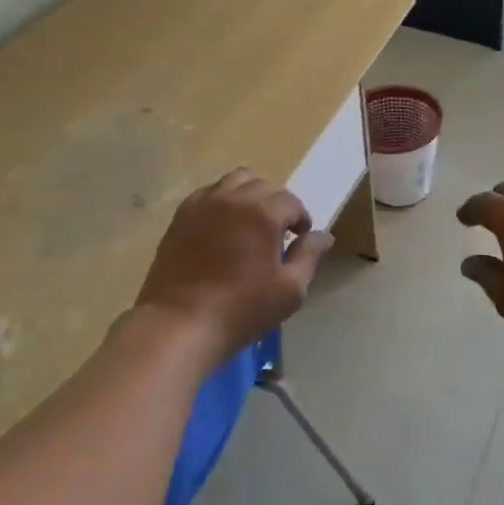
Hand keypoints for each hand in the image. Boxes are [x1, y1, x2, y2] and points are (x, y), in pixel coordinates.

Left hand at [136, 169, 332, 362]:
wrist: (180, 323)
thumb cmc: (241, 309)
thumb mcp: (290, 289)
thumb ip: (309, 256)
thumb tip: (323, 235)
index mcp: (264, 212)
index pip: (291, 202)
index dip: (300, 219)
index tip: (299, 239)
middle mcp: (234, 197)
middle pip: (265, 186)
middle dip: (277, 205)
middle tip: (276, 233)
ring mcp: (204, 203)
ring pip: (235, 181)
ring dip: (249, 195)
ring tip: (250, 222)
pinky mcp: (181, 215)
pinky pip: (208, 193)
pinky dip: (222, 201)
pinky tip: (222, 227)